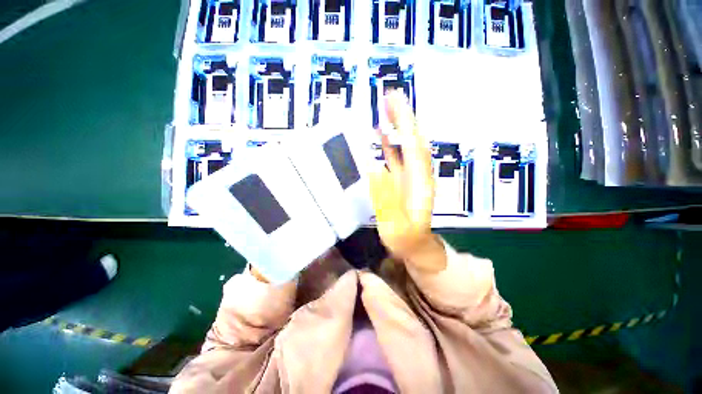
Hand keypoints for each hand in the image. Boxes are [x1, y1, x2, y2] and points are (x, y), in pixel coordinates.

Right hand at [369, 91, 445, 272]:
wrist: (415, 247)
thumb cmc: (406, 240)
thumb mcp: (396, 226)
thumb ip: (386, 199)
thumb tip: (373, 167)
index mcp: (419, 182)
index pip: (413, 147)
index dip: (405, 125)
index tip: (395, 104)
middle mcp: (417, 174)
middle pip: (412, 140)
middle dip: (403, 117)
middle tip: (390, 96)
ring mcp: (410, 176)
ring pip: (406, 146)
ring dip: (397, 127)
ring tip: (385, 108)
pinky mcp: (402, 180)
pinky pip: (397, 157)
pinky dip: (390, 143)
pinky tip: (381, 135)